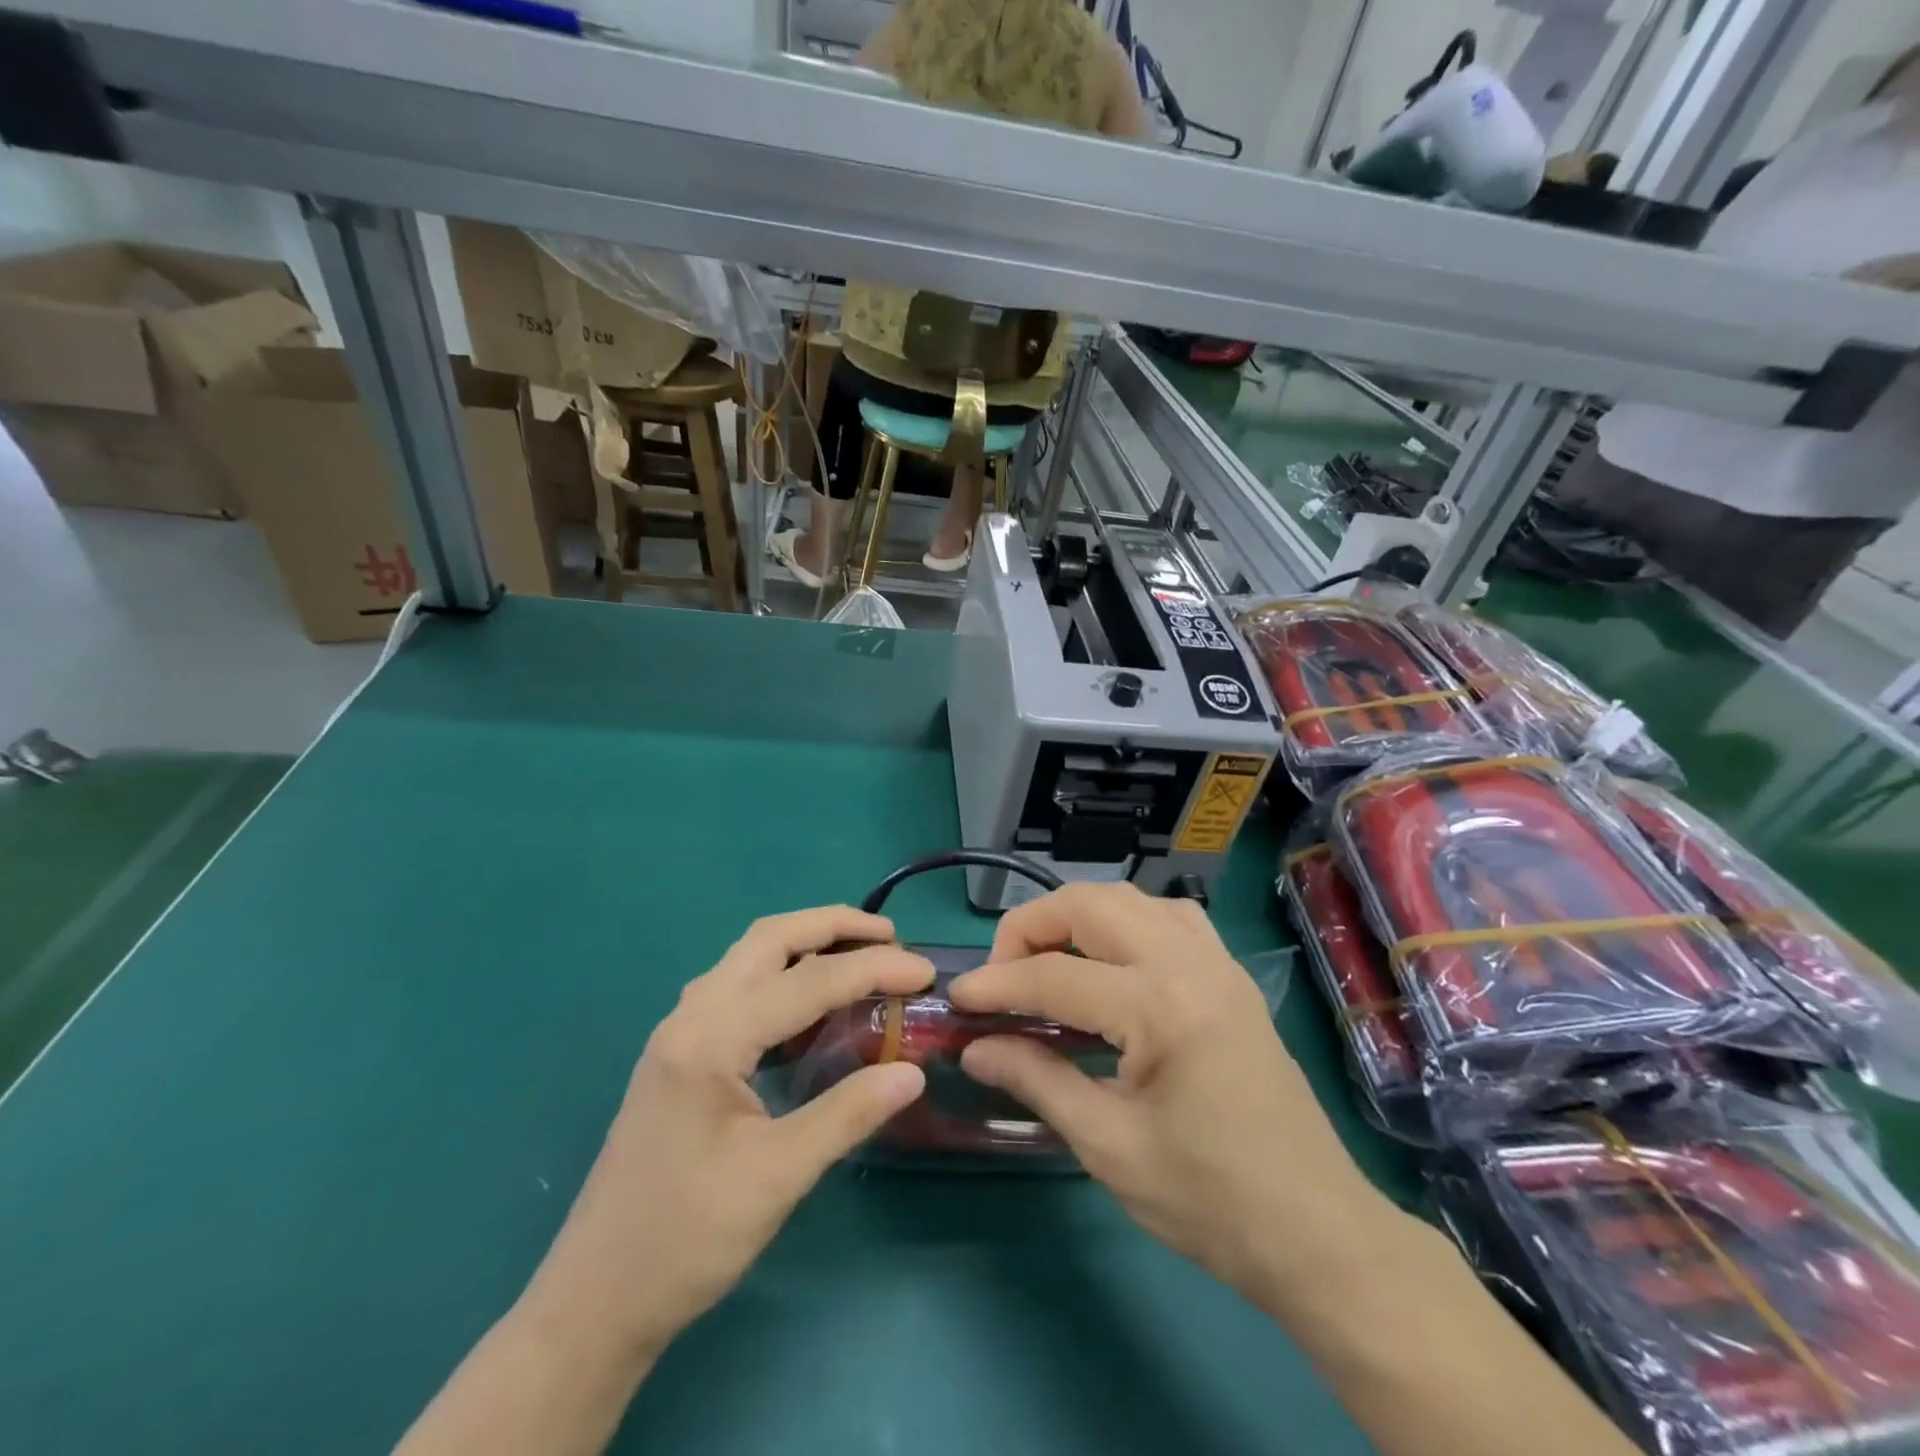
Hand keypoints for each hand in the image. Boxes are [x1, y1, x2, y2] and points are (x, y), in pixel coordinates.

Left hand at [521, 907, 932, 1362]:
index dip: (872, 969)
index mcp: (710, 1038)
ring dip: (807, 944)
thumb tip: (913, 1072)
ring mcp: (680, 1031)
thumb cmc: (685, 1240)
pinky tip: (812, 1004)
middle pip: (769, 938)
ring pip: (750, 956)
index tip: (925, 970)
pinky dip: (784, 976)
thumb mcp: (777, 1178)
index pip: (807, 981)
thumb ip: (847, 1115)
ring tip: (860, 956)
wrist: (595, 1300)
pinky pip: (740, 987)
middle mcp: (691, 1016)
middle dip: (833, 925)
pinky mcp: (681, 1053)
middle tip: (890, 937)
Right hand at [950, 884, 1397, 1305]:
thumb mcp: (1109, 1146)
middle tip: (1002, 973)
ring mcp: (1218, 963)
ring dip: (1078, 917)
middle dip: (1032, 926)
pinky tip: (1109, 962)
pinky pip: (1168, 916)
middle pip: (1091, 904)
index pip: (1055, 976)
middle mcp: (1191, 963)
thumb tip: (974, 1048)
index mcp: (1162, 1007)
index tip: (957, 999)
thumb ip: (1036, 1080)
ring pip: (1130, 899)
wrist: (1317, 1233)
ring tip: (1047, 962)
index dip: (996, 984)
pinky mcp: (1231, 976)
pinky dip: (1124, 922)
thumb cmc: (1210, 1201)